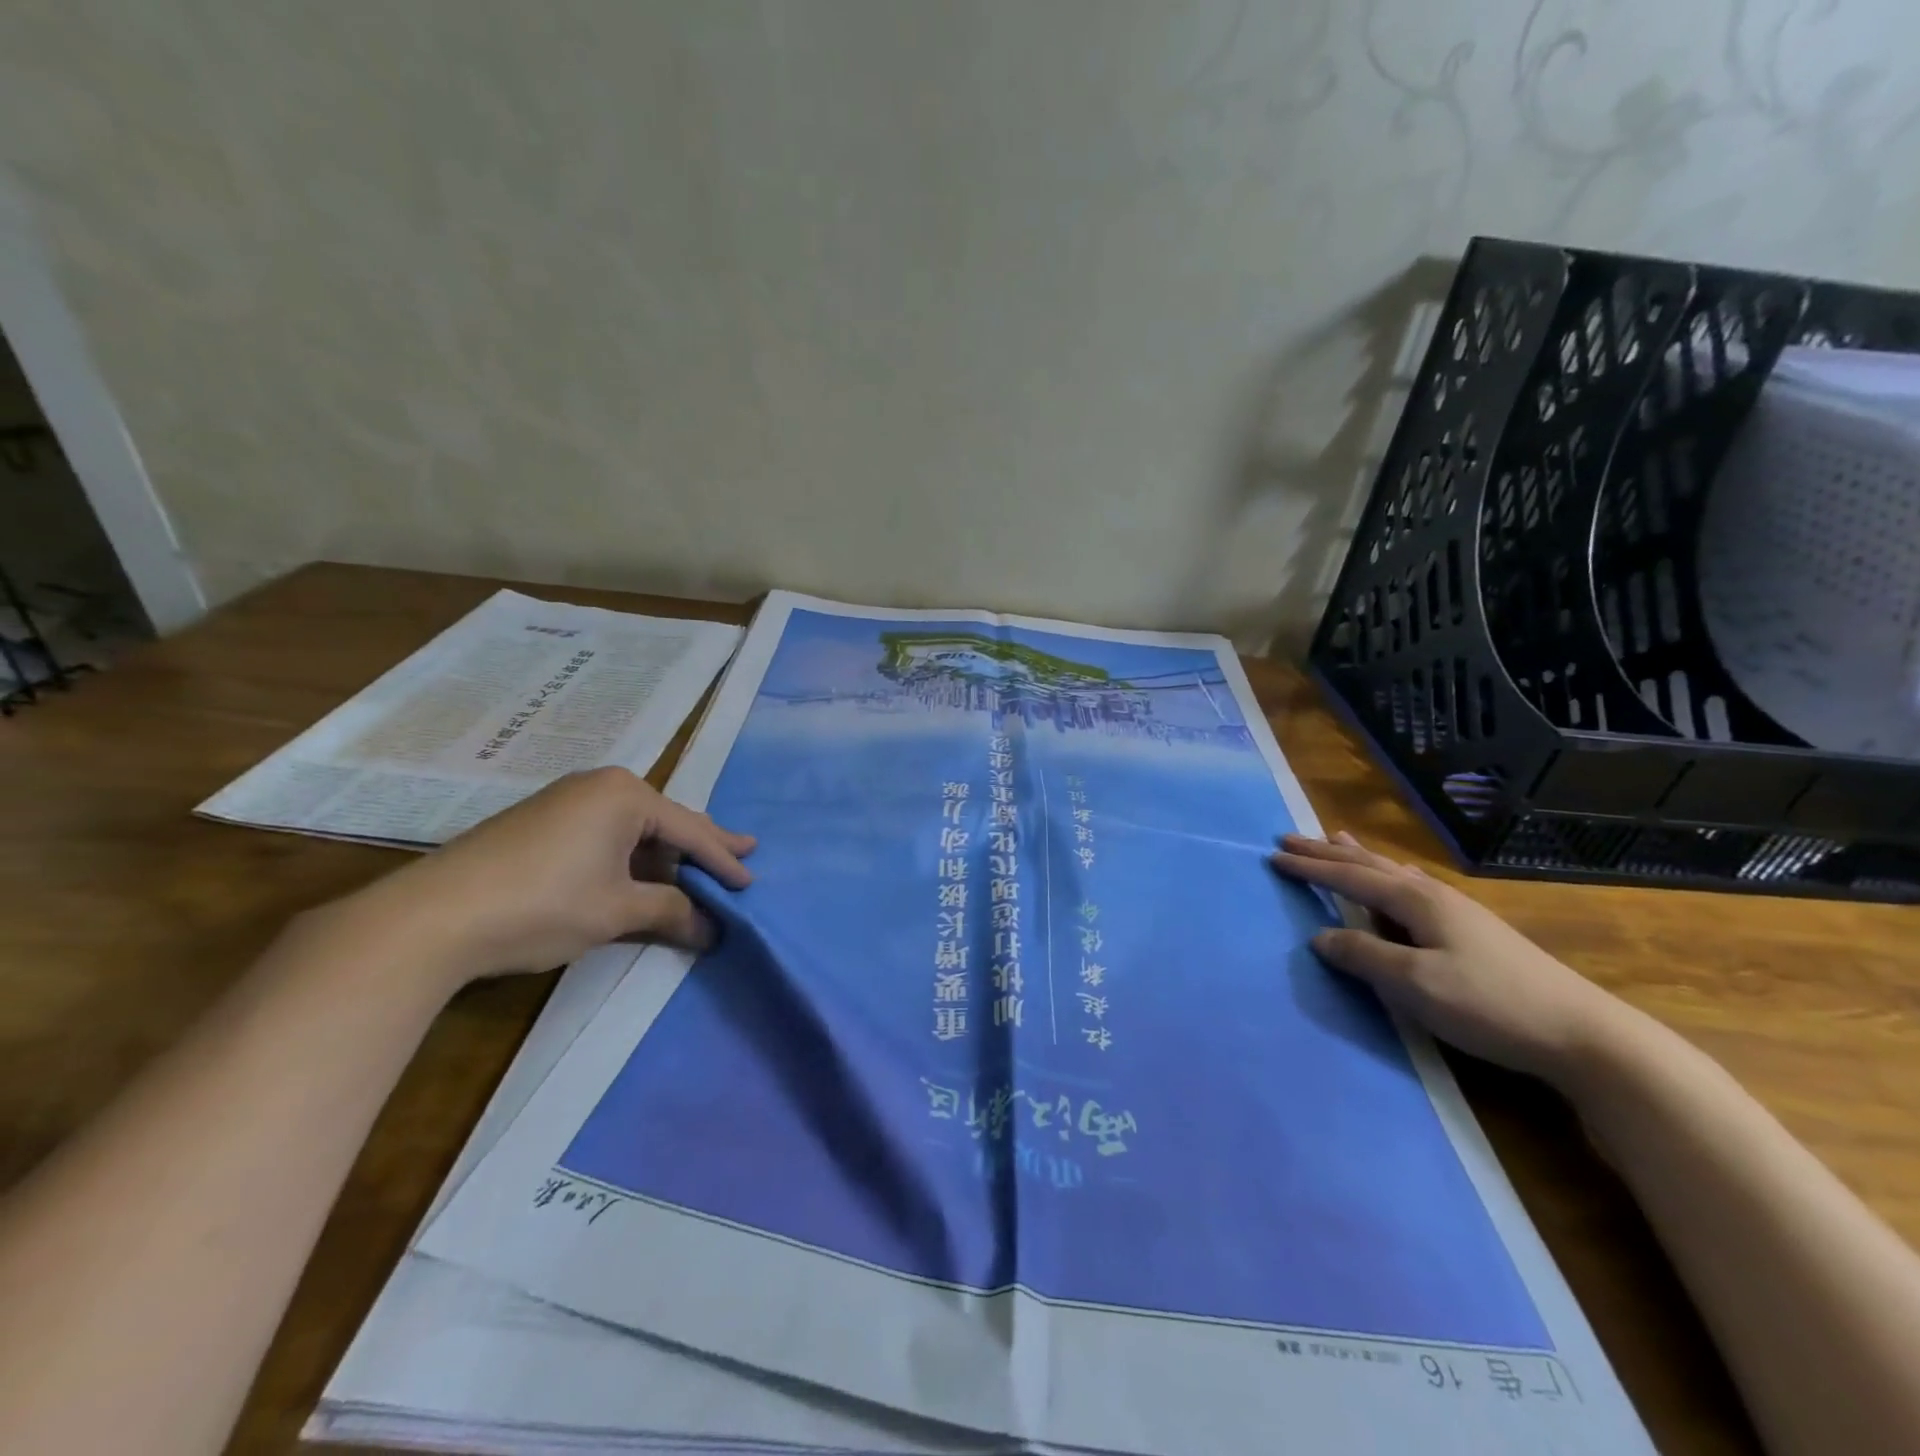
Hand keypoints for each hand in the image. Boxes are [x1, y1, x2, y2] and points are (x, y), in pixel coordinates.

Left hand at [363, 766, 754, 983]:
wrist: (431, 918)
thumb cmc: (543, 904)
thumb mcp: (616, 910)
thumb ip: (671, 912)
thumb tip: (712, 931)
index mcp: (625, 795)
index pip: (690, 831)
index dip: (723, 861)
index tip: (751, 883)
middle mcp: (599, 786)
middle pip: (665, 822)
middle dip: (701, 846)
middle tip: (741, 855)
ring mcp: (566, 801)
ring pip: (634, 829)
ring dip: (664, 856)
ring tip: (695, 874)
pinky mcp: (540, 823)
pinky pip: (605, 835)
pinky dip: (630, 858)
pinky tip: (639, 876)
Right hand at [1270, 832, 1636, 1084]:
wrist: (1583, 1034)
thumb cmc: (1489, 1004)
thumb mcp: (1415, 985)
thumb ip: (1363, 955)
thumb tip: (1320, 937)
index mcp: (1416, 901)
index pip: (1350, 877)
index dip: (1311, 867)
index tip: (1274, 855)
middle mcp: (1434, 895)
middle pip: (1370, 865)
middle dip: (1328, 852)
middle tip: (1292, 837)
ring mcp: (1458, 911)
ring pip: (1393, 872)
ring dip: (1359, 857)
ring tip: (1338, 839)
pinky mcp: (1474, 931)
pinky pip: (1413, 887)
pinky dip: (1389, 875)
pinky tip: (1401, 878)